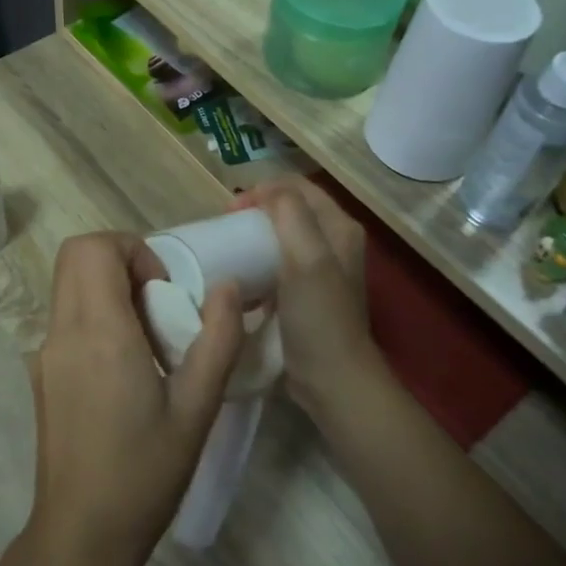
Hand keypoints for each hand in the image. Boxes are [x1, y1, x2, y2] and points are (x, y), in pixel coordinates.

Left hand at [25, 233, 243, 565]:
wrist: (81, 536)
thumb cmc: (144, 473)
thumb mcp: (198, 408)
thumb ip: (218, 339)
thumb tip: (226, 286)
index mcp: (99, 332)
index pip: (94, 248)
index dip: (134, 251)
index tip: (164, 290)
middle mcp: (63, 331)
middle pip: (76, 256)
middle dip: (121, 261)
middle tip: (158, 303)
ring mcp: (45, 352)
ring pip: (69, 284)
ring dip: (108, 289)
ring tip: (148, 339)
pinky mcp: (41, 373)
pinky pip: (66, 317)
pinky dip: (96, 316)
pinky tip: (125, 369)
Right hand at [235, 180, 387, 422]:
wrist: (332, 379)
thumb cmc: (319, 316)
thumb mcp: (307, 258)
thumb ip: (290, 215)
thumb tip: (265, 191)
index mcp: (339, 227)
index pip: (297, 187)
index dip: (264, 189)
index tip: (232, 209)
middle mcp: (333, 242)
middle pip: (289, 209)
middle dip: (256, 210)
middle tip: (227, 225)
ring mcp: (320, 270)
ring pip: (281, 236)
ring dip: (254, 236)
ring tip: (230, 248)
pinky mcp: (305, 294)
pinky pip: (276, 264)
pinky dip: (257, 263)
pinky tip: (240, 278)